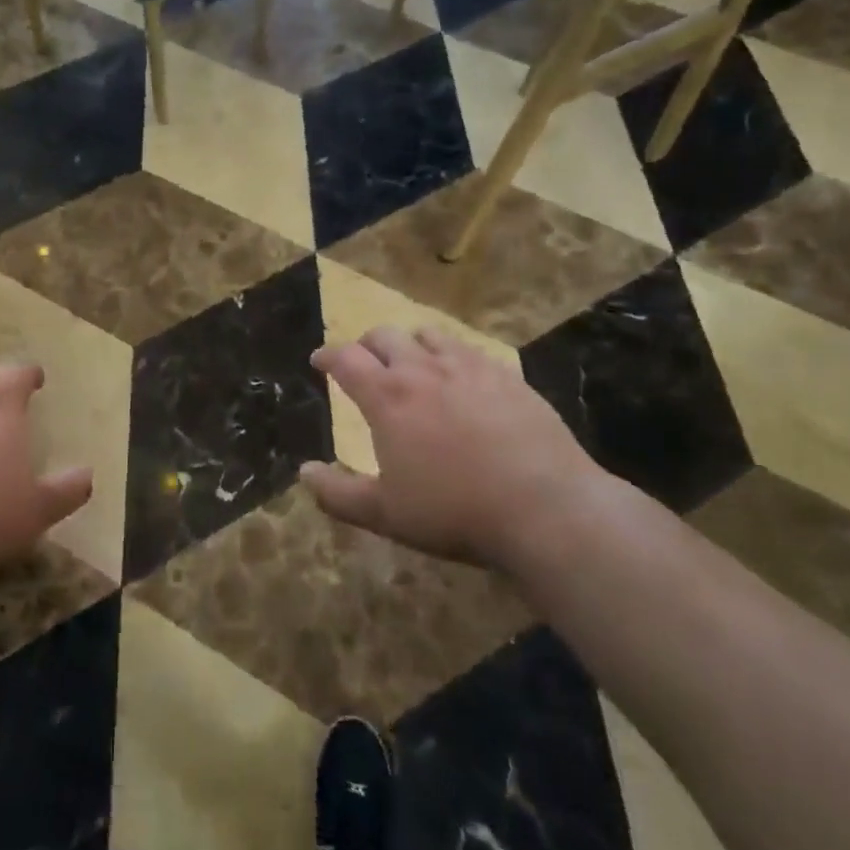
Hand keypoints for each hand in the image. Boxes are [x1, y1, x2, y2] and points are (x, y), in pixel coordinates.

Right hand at [300, 327, 602, 570]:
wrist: (545, 507)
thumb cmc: (454, 511)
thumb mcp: (385, 514)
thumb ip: (338, 494)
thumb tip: (304, 472)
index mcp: (387, 397)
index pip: (346, 359)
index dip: (327, 356)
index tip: (319, 360)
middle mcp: (423, 370)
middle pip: (385, 336)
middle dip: (366, 344)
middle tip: (364, 361)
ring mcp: (468, 368)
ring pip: (429, 335)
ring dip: (410, 343)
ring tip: (412, 362)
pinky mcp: (507, 376)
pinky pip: (470, 350)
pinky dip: (452, 355)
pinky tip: (461, 377)